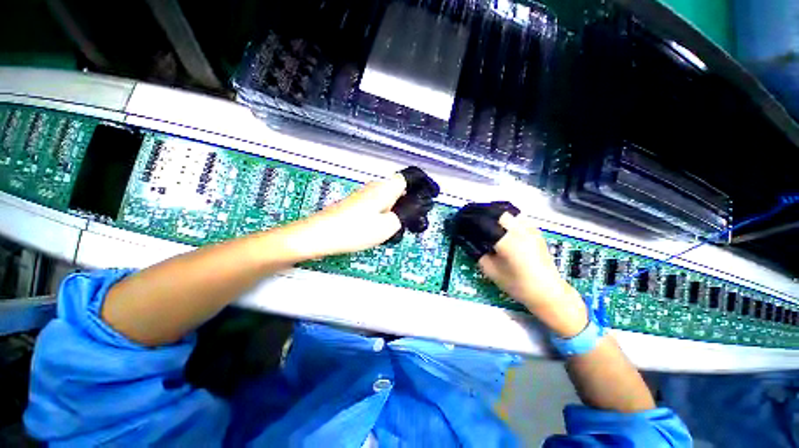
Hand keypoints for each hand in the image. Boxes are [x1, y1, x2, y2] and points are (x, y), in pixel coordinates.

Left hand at [286, 167, 438, 258]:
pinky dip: (385, 215)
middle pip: (399, 189)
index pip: (409, 177)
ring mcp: (364, 195)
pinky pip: (378, 206)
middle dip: (409, 203)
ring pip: (389, 199)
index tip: (429, 197)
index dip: (422, 184)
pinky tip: (382, 230)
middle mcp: (375, 187)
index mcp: (385, 189)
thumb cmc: (354, 230)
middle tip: (413, 221)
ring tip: (397, 228)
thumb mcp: (388, 226)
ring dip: (397, 211)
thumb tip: (417, 206)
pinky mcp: (356, 205)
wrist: (319, 236)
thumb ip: (406, 214)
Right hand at [451, 203, 588, 336]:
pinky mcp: (536, 231)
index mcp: (507, 241)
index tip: (459, 219)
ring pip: (508, 211)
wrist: (548, 291)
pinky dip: (505, 215)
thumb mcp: (491, 271)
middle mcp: (520, 230)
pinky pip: (517, 216)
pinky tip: (499, 223)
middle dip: (480, 211)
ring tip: (482, 217)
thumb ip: (478, 253)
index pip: (483, 222)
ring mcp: (530, 229)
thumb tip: (468, 239)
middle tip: (469, 216)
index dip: (469, 219)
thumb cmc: (518, 285)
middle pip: (496, 211)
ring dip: (493, 211)